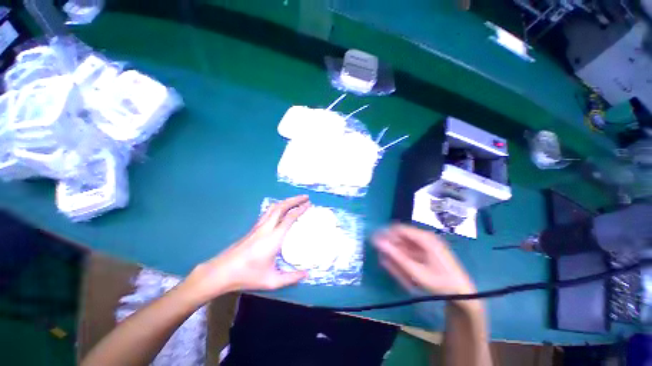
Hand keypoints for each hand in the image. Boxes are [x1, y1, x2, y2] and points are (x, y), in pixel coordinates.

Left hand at [184, 195, 310, 303]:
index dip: (300, 209)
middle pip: (281, 207)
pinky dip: (278, 206)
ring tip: (295, 200)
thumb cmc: (247, 275)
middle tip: (305, 197)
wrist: (221, 272)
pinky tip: (281, 210)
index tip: (309, 204)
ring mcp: (258, 226)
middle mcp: (266, 228)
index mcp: (273, 238)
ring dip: (286, 201)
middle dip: (295, 200)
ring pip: (274, 207)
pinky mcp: (253, 228)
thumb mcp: (272, 280)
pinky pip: (268, 212)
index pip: (289, 217)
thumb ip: (291, 277)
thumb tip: (306, 273)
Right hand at [373, 224, 476, 307]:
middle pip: (401, 235)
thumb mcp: (415, 271)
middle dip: (390, 244)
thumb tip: (378, 242)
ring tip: (388, 262)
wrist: (463, 294)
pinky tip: (398, 264)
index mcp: (424, 238)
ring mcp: (427, 243)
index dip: (385, 234)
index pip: (399, 228)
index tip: (375, 243)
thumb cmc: (439, 283)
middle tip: (381, 255)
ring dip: (395, 250)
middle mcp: (425, 237)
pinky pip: (410, 249)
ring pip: (405, 242)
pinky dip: (403, 255)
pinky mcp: (428, 250)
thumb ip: (395, 256)